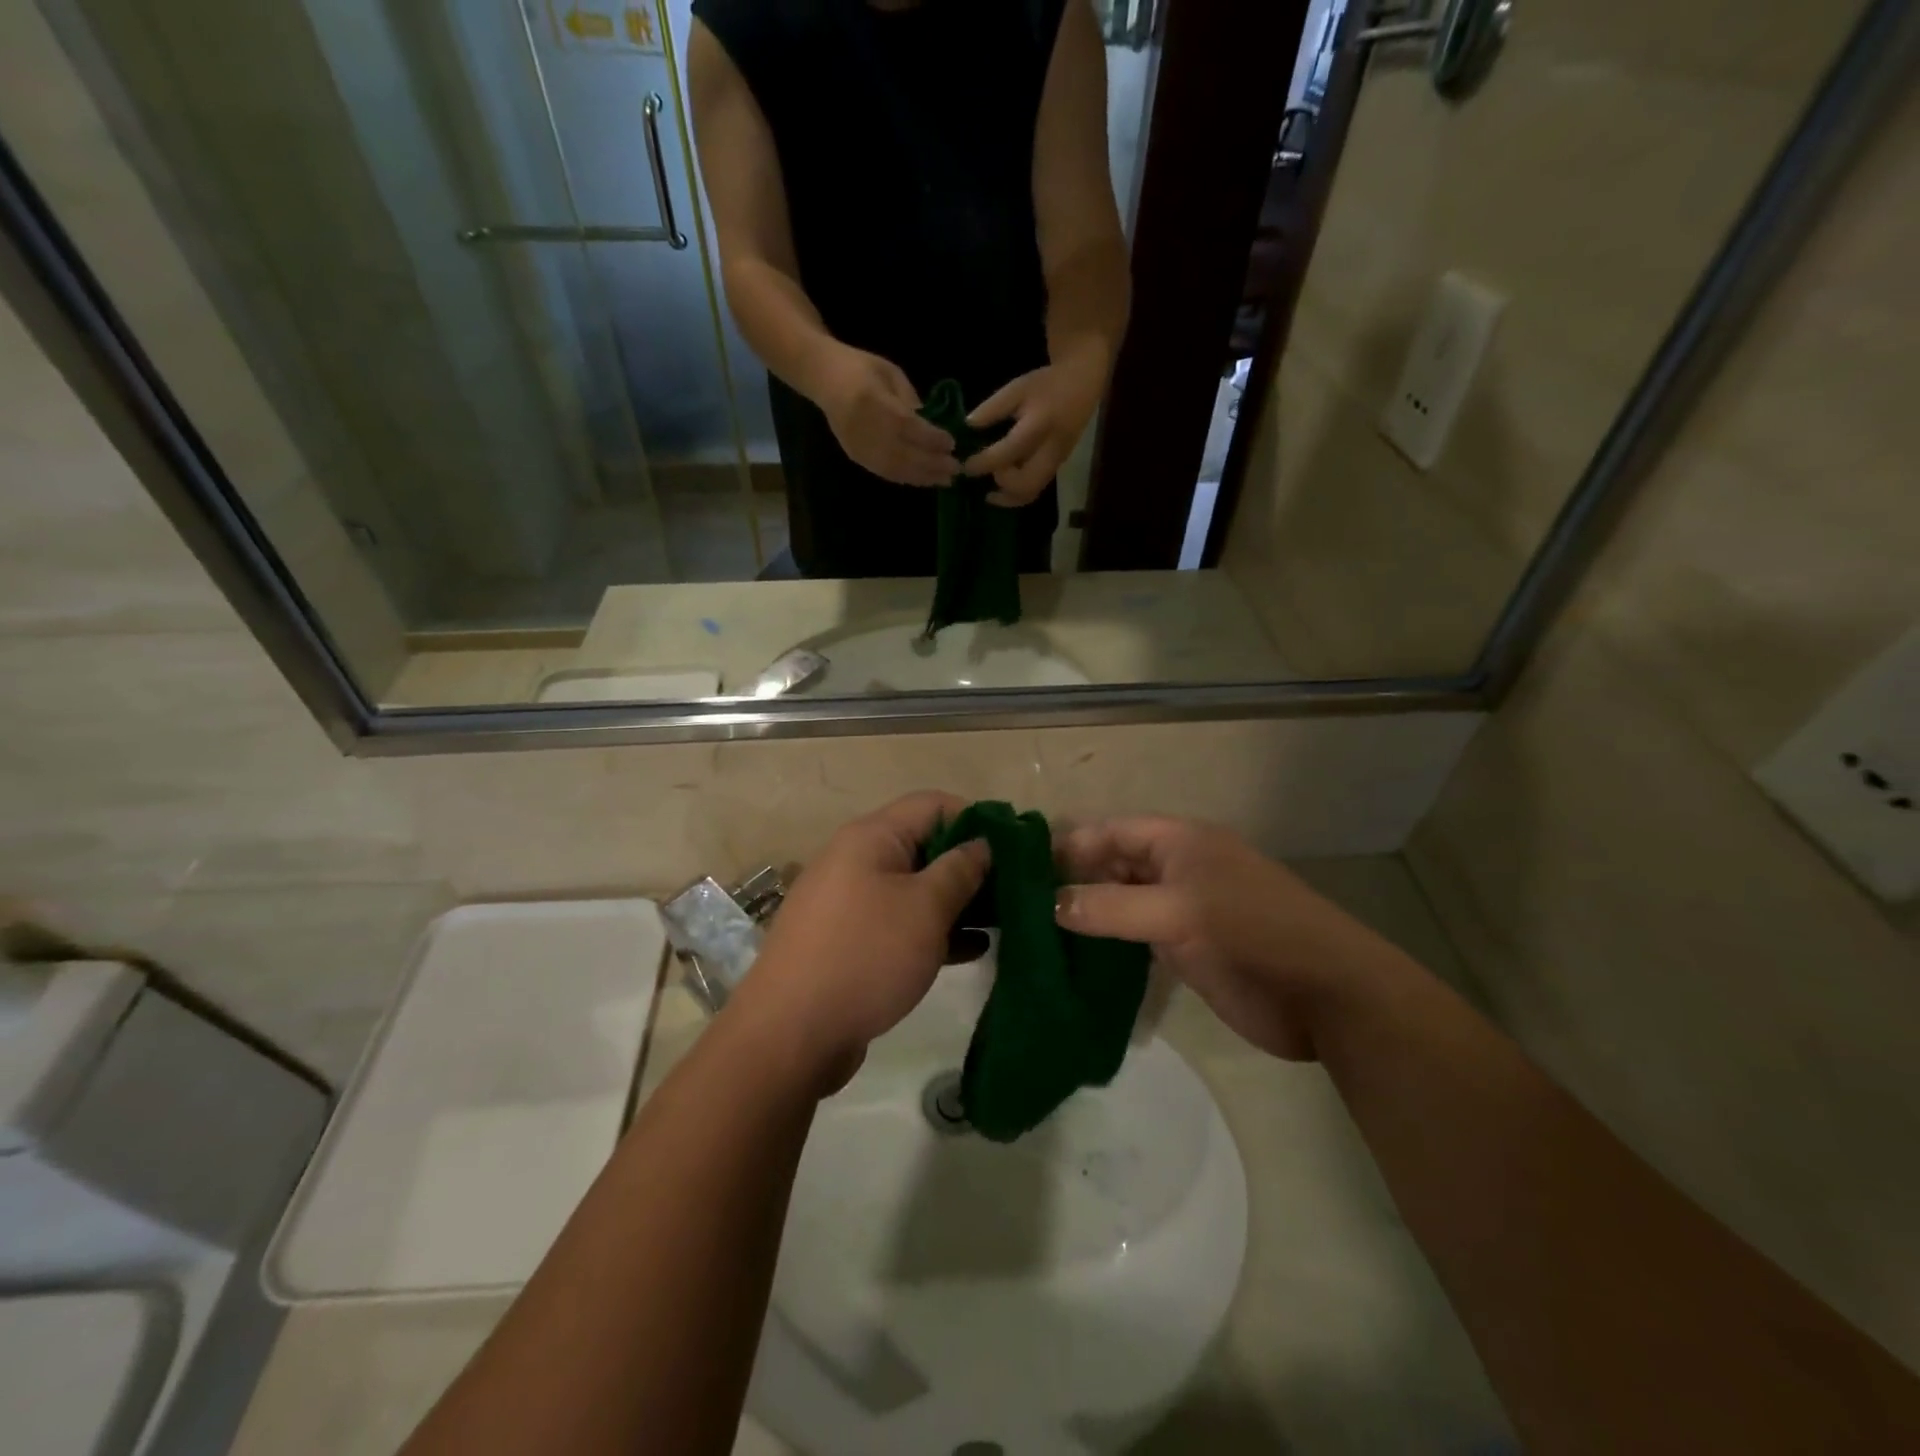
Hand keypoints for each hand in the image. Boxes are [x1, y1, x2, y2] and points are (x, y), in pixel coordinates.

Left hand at [727, 792, 988, 1088]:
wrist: (790, 1035)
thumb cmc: (865, 956)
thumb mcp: (924, 908)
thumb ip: (960, 870)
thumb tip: (983, 844)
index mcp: (871, 837)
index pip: (933, 805)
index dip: (977, 820)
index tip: (1015, 849)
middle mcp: (857, 860)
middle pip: (925, 846)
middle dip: (971, 866)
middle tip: (1015, 891)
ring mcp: (851, 902)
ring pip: (915, 888)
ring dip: (957, 901)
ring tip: (1004, 921)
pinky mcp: (850, 941)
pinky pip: (900, 922)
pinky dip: (934, 930)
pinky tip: (972, 949)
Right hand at [811, 346, 960, 486]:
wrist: (822, 376)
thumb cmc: (860, 367)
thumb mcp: (890, 373)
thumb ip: (910, 400)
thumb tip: (932, 427)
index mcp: (871, 400)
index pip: (906, 425)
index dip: (930, 438)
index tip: (952, 443)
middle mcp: (862, 427)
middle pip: (902, 453)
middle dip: (932, 463)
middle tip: (955, 468)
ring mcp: (857, 445)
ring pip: (894, 468)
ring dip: (922, 476)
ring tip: (944, 479)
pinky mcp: (855, 456)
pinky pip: (884, 472)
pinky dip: (907, 478)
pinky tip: (924, 479)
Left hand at [961, 345, 1107, 505]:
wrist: (1084, 384)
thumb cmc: (1047, 384)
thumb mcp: (1017, 388)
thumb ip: (992, 408)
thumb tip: (967, 426)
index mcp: (1039, 425)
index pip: (1009, 452)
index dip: (985, 463)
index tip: (966, 466)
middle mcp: (1051, 449)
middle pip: (1027, 483)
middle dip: (1001, 486)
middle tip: (982, 480)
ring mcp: (1057, 461)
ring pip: (1034, 491)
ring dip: (1009, 497)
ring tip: (990, 494)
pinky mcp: (1058, 467)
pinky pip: (1037, 488)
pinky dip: (1018, 493)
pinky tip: (1002, 488)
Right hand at [1054, 818, 1396, 1060]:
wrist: (1326, 995)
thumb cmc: (1251, 935)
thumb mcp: (1178, 914)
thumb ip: (1111, 908)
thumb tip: (1050, 905)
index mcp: (1180, 843)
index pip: (1112, 831)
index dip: (1070, 845)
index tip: (1022, 868)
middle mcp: (1177, 869)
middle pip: (1114, 864)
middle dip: (1072, 880)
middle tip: (1020, 905)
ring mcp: (1182, 910)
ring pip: (1122, 902)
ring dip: (1087, 913)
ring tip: (1035, 931)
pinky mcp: (1187, 948)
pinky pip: (1135, 936)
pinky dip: (1107, 943)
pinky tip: (1073, 957)